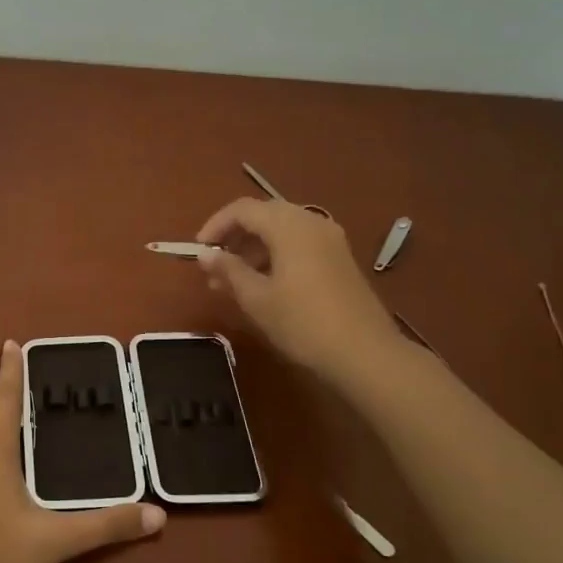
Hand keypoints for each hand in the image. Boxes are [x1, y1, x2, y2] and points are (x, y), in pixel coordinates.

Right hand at [195, 197, 403, 383]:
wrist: (365, 353)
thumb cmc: (302, 322)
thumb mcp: (256, 298)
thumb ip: (228, 270)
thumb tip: (205, 254)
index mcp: (289, 226)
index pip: (243, 209)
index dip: (215, 226)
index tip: (198, 251)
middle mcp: (311, 223)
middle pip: (264, 216)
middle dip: (234, 237)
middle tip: (213, 266)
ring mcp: (330, 240)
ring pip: (282, 231)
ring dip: (253, 249)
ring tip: (232, 282)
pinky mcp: (340, 259)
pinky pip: (299, 244)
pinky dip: (275, 256)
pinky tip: (263, 285)